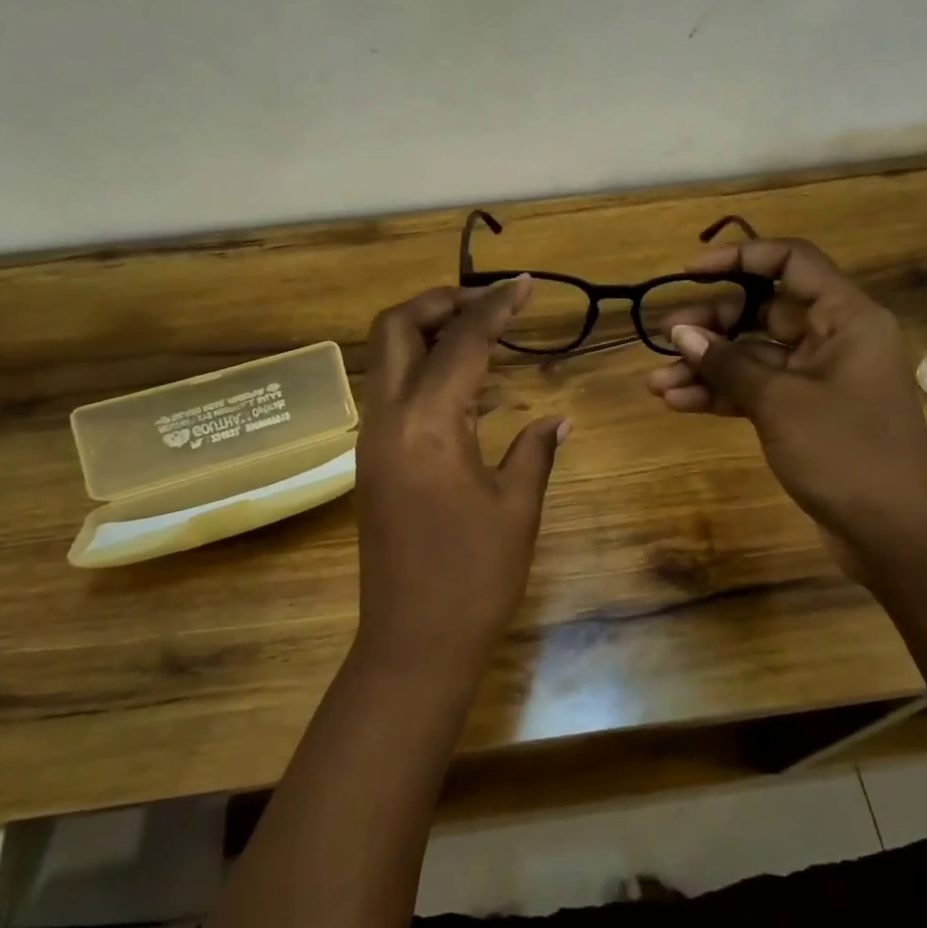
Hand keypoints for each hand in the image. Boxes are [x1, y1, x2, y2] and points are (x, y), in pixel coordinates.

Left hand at [354, 278, 566, 677]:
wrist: (413, 642)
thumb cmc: (474, 577)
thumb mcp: (516, 509)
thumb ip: (534, 451)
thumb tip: (556, 421)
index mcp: (428, 424)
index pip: (462, 342)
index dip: (495, 307)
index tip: (524, 285)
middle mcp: (388, 419)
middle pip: (395, 329)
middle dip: (438, 303)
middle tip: (486, 305)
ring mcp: (371, 440)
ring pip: (385, 359)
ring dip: (427, 335)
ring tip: (483, 339)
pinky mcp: (370, 462)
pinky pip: (391, 395)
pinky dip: (421, 373)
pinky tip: (467, 393)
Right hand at [645, 237, 926, 552]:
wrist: (894, 533)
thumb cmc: (846, 452)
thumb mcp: (780, 402)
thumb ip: (728, 363)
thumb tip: (680, 334)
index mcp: (846, 317)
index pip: (791, 261)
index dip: (739, 257)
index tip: (690, 272)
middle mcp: (833, 339)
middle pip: (764, 311)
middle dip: (711, 324)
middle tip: (664, 339)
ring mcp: (818, 378)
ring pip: (753, 355)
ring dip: (706, 366)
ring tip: (656, 382)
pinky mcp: (804, 413)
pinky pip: (756, 390)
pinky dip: (721, 394)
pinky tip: (678, 403)